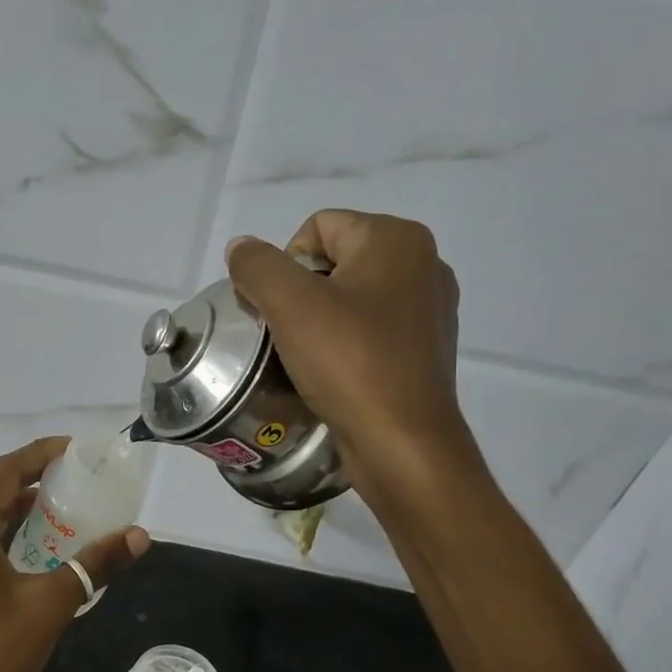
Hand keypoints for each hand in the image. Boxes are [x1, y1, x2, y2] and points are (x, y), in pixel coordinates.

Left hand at [0, 437, 150, 671]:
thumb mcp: (51, 606)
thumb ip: (95, 565)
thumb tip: (140, 535)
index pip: (2, 472)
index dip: (38, 454)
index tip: (73, 450)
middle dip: (27, 475)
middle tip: (71, 475)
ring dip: (11, 502)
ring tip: (57, 503)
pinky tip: (26, 543)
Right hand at [226, 210, 468, 494]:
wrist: (404, 445)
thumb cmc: (350, 363)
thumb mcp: (290, 305)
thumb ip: (257, 266)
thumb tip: (241, 248)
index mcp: (397, 240)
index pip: (318, 226)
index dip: (285, 264)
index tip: (280, 311)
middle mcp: (423, 264)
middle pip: (334, 260)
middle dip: (300, 293)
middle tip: (287, 335)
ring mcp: (429, 309)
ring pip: (350, 297)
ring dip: (318, 321)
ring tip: (306, 357)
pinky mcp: (425, 349)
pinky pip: (369, 330)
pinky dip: (344, 344)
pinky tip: (334, 374)